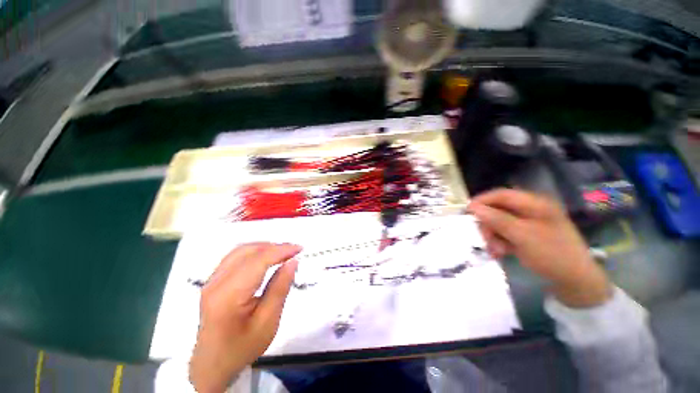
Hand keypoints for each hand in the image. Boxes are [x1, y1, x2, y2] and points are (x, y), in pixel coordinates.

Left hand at [189, 243, 300, 392]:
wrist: (212, 365)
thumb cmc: (242, 347)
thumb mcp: (268, 322)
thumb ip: (280, 288)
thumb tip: (292, 261)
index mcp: (228, 295)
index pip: (258, 261)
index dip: (281, 250)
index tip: (300, 248)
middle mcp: (216, 283)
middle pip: (248, 251)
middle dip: (275, 247)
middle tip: (294, 251)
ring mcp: (211, 280)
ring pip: (241, 250)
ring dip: (265, 247)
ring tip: (283, 253)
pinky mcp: (213, 281)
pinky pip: (235, 256)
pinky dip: (255, 252)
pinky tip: (266, 257)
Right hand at [468, 189, 609, 307]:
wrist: (575, 281)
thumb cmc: (552, 253)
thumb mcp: (523, 235)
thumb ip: (497, 219)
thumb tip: (473, 207)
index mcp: (535, 204)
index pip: (502, 195)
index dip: (482, 201)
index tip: (467, 211)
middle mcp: (529, 210)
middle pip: (497, 210)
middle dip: (488, 225)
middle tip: (485, 239)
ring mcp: (527, 223)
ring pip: (498, 223)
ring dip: (493, 236)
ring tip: (496, 251)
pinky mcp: (525, 235)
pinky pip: (504, 234)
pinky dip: (499, 242)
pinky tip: (501, 252)